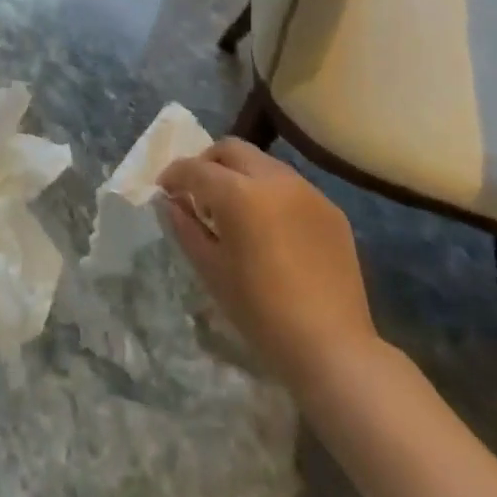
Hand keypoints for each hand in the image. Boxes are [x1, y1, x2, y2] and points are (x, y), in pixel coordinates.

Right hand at [159, 139, 380, 392]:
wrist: (332, 346)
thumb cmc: (260, 312)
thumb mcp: (210, 270)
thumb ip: (185, 227)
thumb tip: (170, 202)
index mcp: (239, 193)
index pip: (195, 168)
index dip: (174, 175)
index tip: (165, 190)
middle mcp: (274, 179)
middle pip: (231, 149)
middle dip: (208, 163)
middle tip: (198, 191)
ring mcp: (307, 191)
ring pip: (263, 163)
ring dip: (241, 175)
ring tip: (235, 209)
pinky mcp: (331, 208)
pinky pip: (291, 186)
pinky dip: (270, 193)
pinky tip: (269, 227)